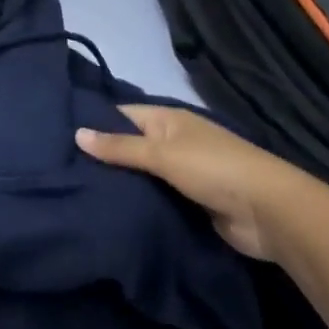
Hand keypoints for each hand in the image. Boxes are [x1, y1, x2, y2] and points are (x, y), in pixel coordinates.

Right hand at [77, 105, 328, 260]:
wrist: (270, 214)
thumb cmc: (214, 169)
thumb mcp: (162, 154)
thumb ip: (119, 147)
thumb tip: (76, 133)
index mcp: (168, 119)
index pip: (121, 115)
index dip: (93, 122)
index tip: (58, 133)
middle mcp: (173, 141)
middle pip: (129, 145)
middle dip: (102, 156)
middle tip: (60, 168)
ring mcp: (183, 173)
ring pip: (141, 174)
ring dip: (119, 183)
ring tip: (74, 191)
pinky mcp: (190, 202)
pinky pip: (155, 198)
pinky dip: (138, 202)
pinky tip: (108, 210)